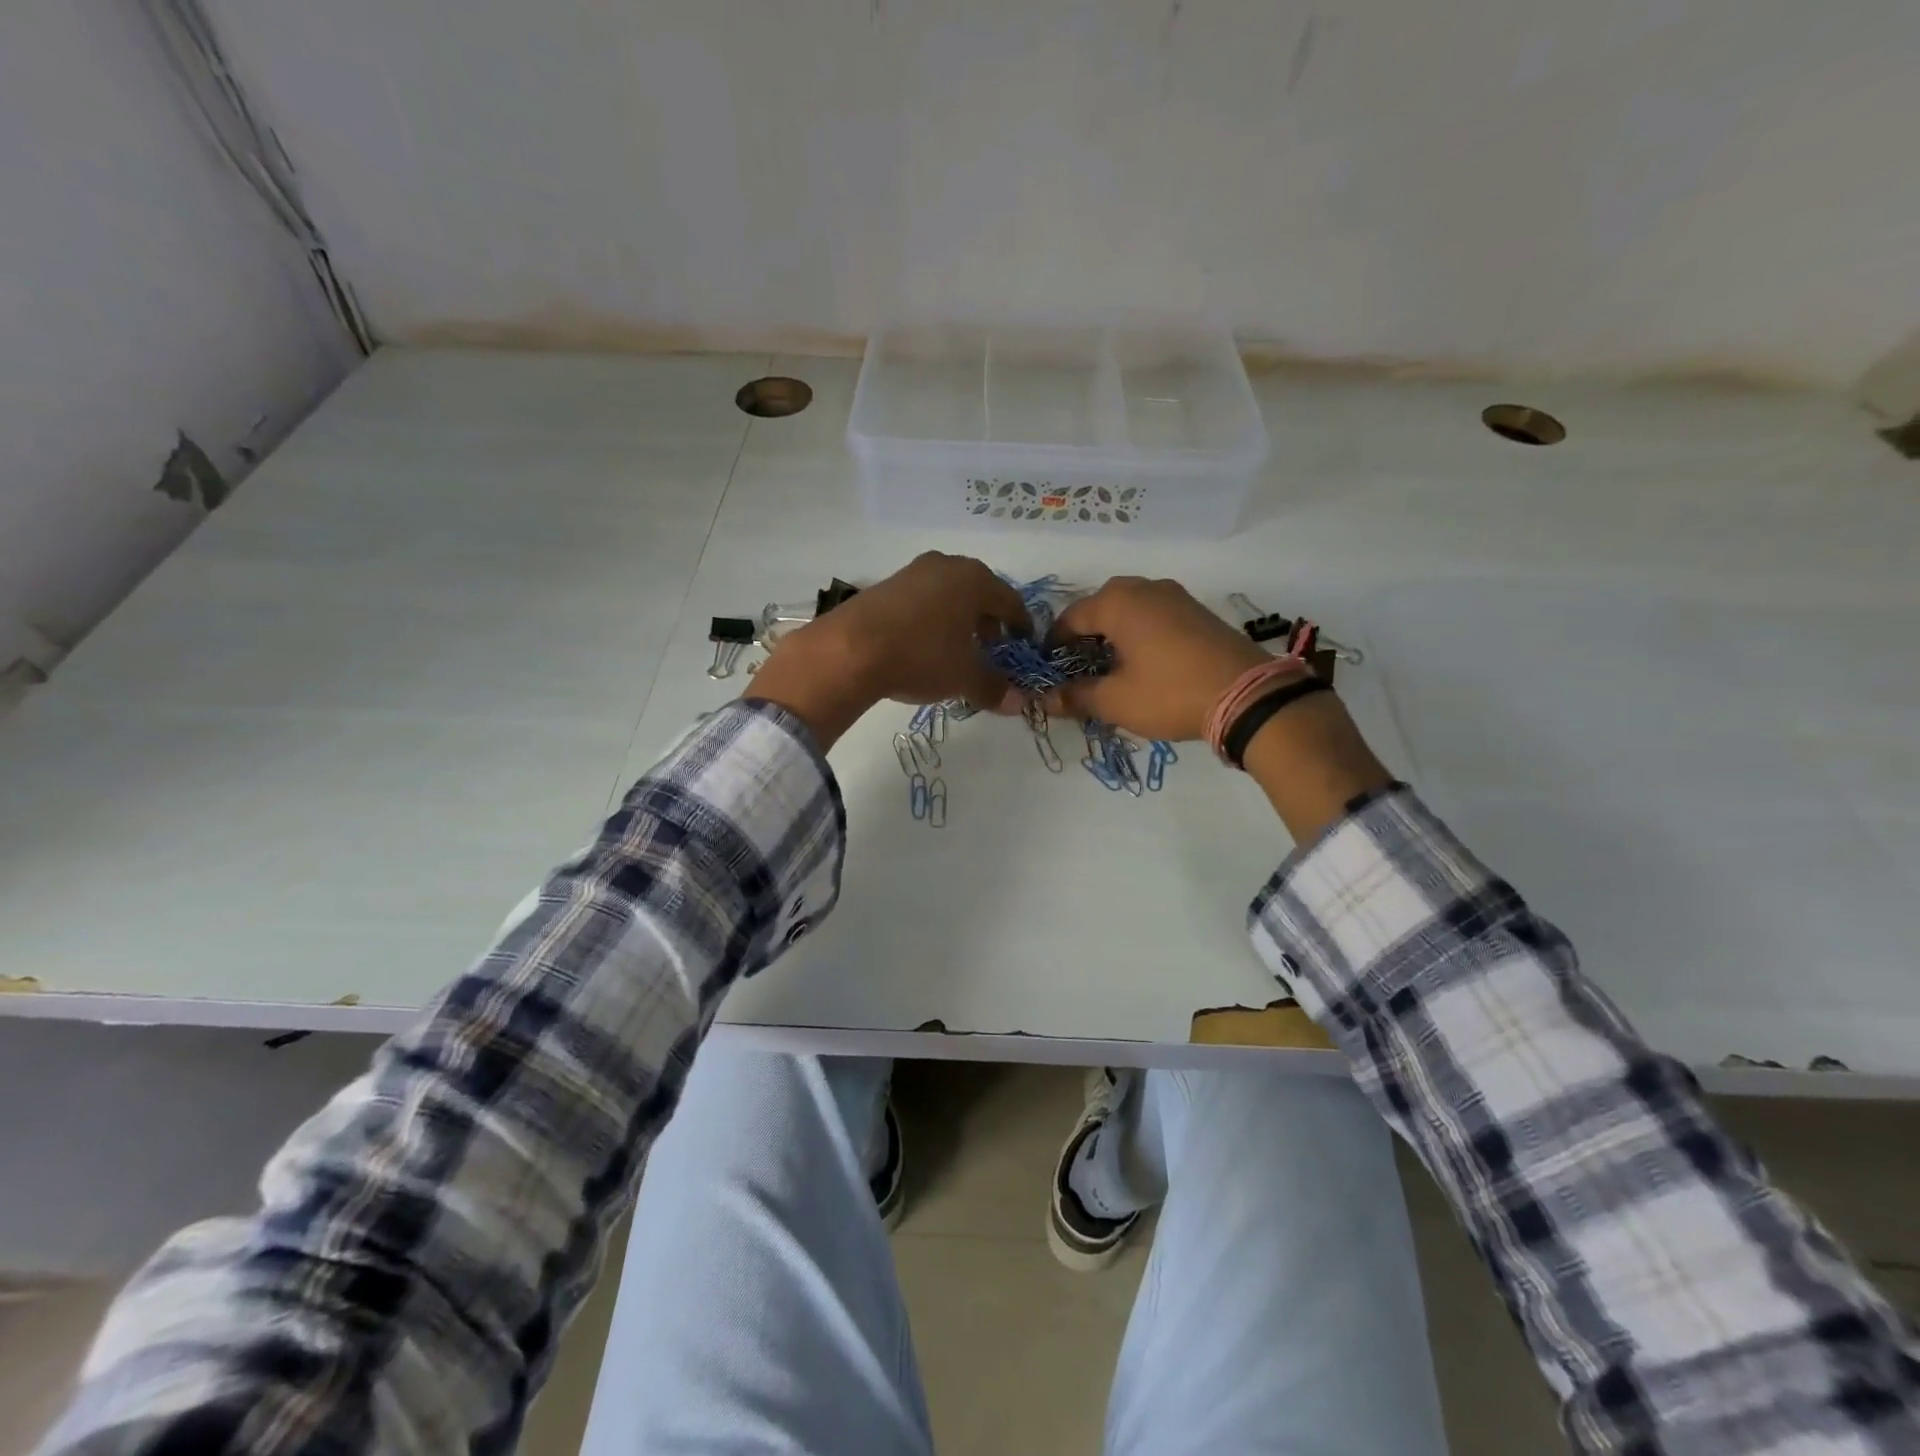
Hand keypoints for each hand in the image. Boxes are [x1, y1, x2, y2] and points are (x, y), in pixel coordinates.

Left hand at [748, 553, 1029, 748]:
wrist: (850, 650)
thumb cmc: (921, 656)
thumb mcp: (964, 677)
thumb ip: (994, 687)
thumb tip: (1019, 703)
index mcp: (975, 579)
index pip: (1010, 601)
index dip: (1021, 626)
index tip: (1023, 645)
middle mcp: (946, 566)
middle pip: (979, 593)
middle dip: (988, 621)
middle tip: (991, 649)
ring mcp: (912, 572)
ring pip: (948, 594)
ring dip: (958, 620)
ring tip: (956, 650)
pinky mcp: (884, 585)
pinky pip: (922, 600)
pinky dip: (931, 619)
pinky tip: (923, 645)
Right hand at [1046, 577, 1268, 741]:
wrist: (1247, 695)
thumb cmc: (1170, 693)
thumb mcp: (1116, 701)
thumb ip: (1076, 696)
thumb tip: (1045, 699)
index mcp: (1117, 602)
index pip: (1071, 617)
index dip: (1055, 644)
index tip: (1049, 670)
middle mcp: (1144, 588)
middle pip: (1100, 607)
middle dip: (1085, 636)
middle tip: (1079, 668)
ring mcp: (1175, 596)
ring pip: (1130, 608)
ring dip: (1113, 633)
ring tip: (1111, 667)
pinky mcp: (1197, 611)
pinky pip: (1155, 614)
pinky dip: (1140, 632)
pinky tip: (1144, 662)